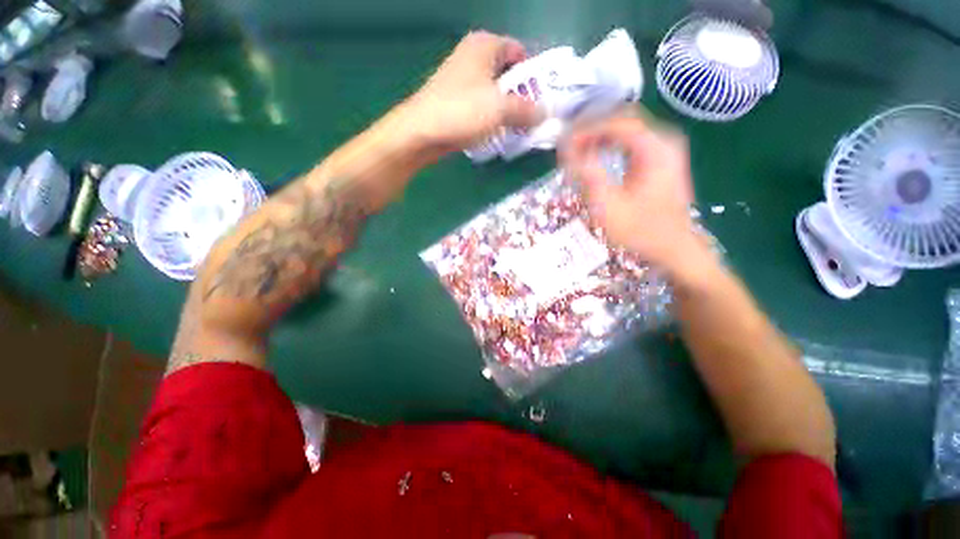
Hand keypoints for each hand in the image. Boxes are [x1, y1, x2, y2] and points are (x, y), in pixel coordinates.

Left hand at [403, 31, 543, 152]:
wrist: (419, 133)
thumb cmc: (460, 112)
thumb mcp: (500, 109)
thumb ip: (527, 110)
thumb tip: (546, 114)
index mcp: (485, 45)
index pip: (521, 53)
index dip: (535, 75)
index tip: (543, 100)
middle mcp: (473, 57)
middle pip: (508, 74)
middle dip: (522, 97)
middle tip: (533, 119)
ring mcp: (462, 80)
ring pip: (494, 93)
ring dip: (507, 111)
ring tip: (517, 130)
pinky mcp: (455, 102)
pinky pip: (482, 107)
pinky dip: (491, 119)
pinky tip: (497, 134)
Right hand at [561, 115, 706, 272]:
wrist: (674, 247)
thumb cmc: (641, 231)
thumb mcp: (608, 206)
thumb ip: (587, 175)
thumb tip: (566, 150)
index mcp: (655, 149)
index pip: (616, 123)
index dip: (586, 130)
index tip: (563, 144)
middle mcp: (664, 140)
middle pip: (622, 120)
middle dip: (592, 129)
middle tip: (567, 146)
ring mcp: (665, 148)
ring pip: (626, 128)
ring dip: (599, 136)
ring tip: (576, 150)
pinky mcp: (662, 158)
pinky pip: (632, 141)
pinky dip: (610, 144)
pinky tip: (596, 155)